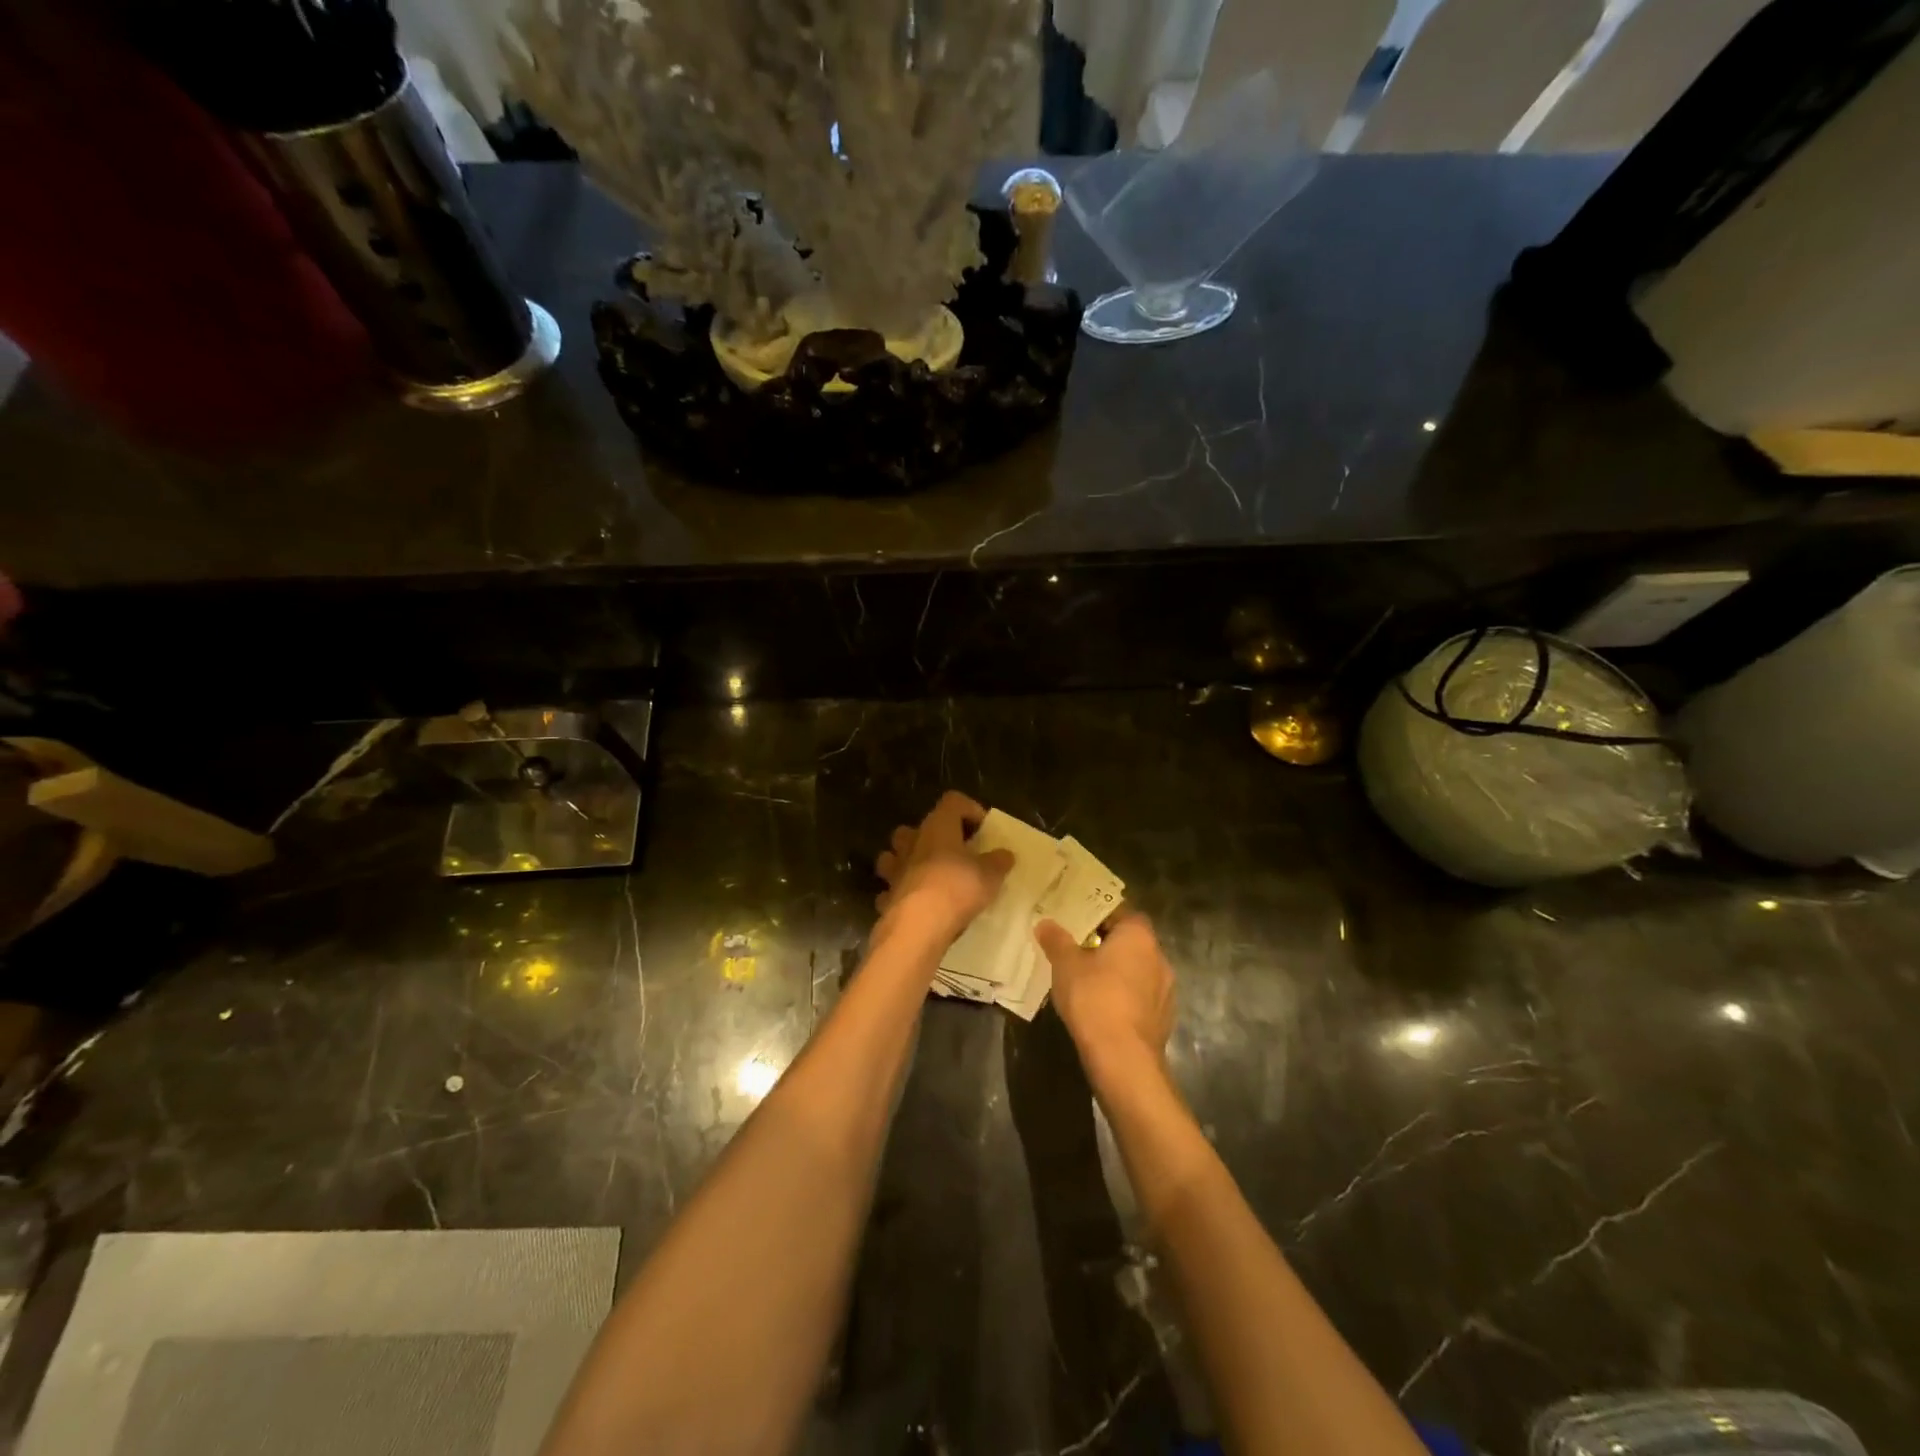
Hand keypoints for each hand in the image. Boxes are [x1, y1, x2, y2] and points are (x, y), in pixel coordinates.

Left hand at [874, 791, 1013, 941]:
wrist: (918, 926)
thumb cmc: (956, 888)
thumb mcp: (990, 875)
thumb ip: (998, 862)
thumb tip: (1005, 854)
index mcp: (938, 826)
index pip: (952, 801)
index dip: (969, 809)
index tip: (983, 829)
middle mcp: (912, 842)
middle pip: (918, 827)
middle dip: (934, 836)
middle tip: (954, 852)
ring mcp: (894, 869)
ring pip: (895, 854)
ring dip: (909, 861)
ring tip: (929, 875)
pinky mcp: (886, 896)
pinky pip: (892, 888)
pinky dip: (901, 893)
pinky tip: (915, 904)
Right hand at [1036, 911, 1174, 1082]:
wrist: (1123, 1058)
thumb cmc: (1094, 998)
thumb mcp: (1066, 965)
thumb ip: (1056, 940)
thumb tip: (1045, 923)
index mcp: (1138, 936)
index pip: (1123, 912)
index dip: (1100, 916)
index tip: (1079, 924)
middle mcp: (1159, 957)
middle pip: (1131, 942)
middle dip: (1107, 945)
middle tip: (1079, 951)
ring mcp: (1166, 990)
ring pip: (1138, 971)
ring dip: (1118, 973)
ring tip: (1089, 982)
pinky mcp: (1164, 1018)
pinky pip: (1141, 997)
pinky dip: (1125, 998)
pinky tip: (1104, 1009)